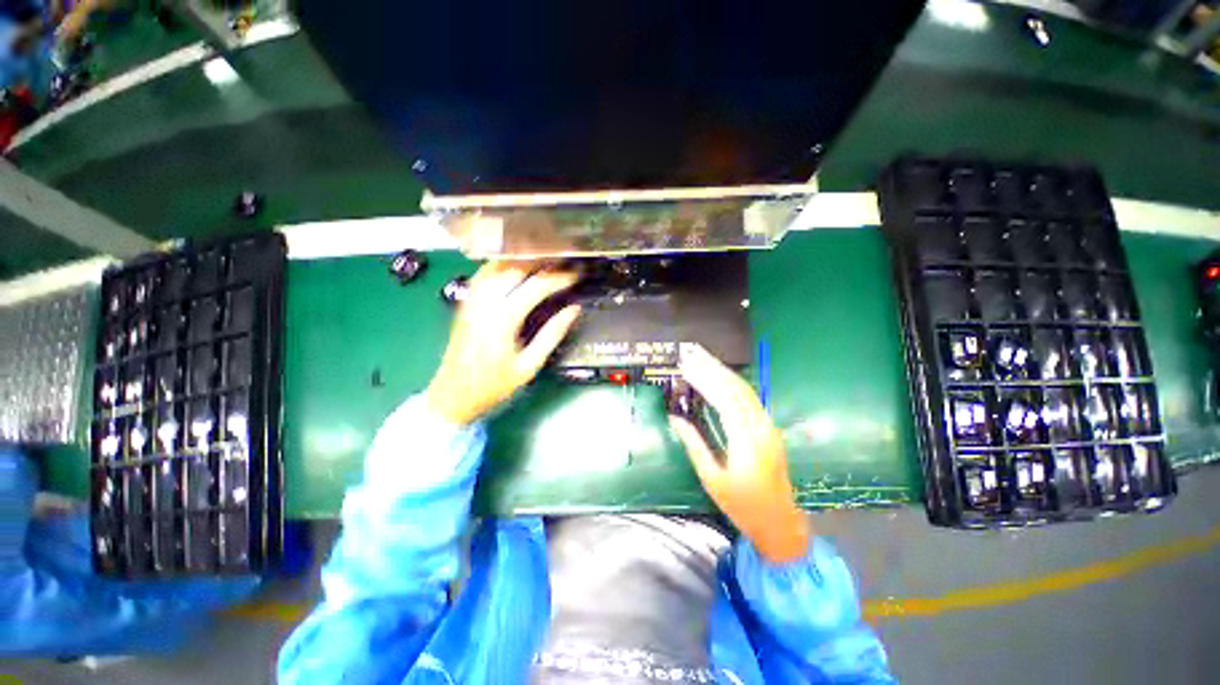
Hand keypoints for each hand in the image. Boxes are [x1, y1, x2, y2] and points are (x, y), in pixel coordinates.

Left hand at [427, 261, 580, 424]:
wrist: (453, 394)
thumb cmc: (494, 384)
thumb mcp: (530, 365)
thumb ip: (552, 334)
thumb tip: (573, 310)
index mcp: (504, 318)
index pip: (537, 286)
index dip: (560, 278)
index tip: (576, 274)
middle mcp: (486, 302)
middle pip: (517, 267)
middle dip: (544, 262)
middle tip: (564, 262)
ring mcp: (472, 299)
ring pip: (498, 265)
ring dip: (523, 259)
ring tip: (544, 260)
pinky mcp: (465, 302)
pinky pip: (483, 273)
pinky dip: (501, 264)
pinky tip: (514, 266)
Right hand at [668, 344, 811, 562]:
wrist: (780, 524)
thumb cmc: (742, 506)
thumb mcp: (712, 478)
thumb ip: (694, 445)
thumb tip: (675, 419)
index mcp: (746, 441)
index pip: (724, 399)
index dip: (705, 380)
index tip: (687, 367)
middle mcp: (761, 427)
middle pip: (737, 389)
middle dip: (714, 369)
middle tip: (694, 354)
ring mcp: (768, 427)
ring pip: (746, 391)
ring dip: (724, 373)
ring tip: (705, 360)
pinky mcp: (769, 429)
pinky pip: (751, 400)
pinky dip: (734, 385)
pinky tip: (722, 379)